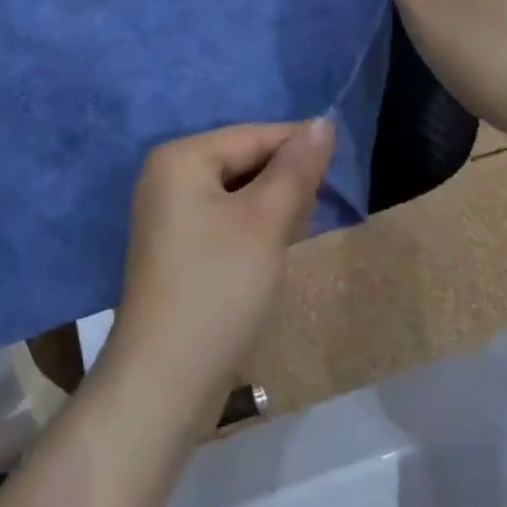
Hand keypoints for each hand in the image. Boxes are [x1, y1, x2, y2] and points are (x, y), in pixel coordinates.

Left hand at [101, 120, 335, 420]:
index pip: (251, 136)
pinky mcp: (175, 248)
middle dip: (284, 179)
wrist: (164, 384)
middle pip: (241, 161)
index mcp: (181, 157)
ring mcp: (167, 214)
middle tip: (327, 203)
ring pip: (235, 192)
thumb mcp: (265, 223)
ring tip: (307, 224)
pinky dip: (252, 227)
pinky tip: (278, 247)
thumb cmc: (218, 289)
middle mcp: (167, 175)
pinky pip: (223, 219)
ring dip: (272, 205)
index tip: (342, 163)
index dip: (298, 146)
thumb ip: (295, 170)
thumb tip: (323, 121)